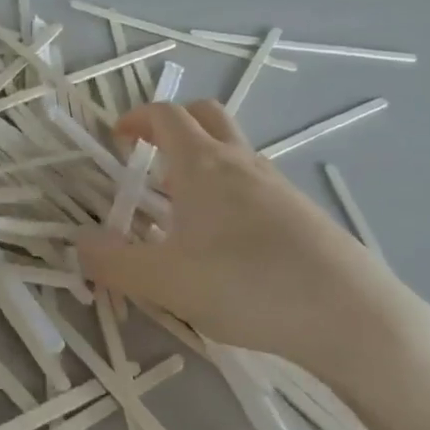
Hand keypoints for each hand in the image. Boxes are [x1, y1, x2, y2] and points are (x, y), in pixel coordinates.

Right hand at [77, 101, 429, 384]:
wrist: (349, 314)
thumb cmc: (246, 285)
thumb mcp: (166, 281)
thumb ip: (115, 263)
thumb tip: (80, 244)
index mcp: (202, 164)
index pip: (165, 115)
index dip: (136, 119)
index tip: (117, 138)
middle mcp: (240, 162)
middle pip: (206, 115)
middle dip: (174, 125)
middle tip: (151, 156)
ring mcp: (277, 185)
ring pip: (233, 151)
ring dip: (203, 161)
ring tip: (183, 210)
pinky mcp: (302, 213)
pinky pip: (255, 183)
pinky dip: (230, 191)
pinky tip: (227, 242)